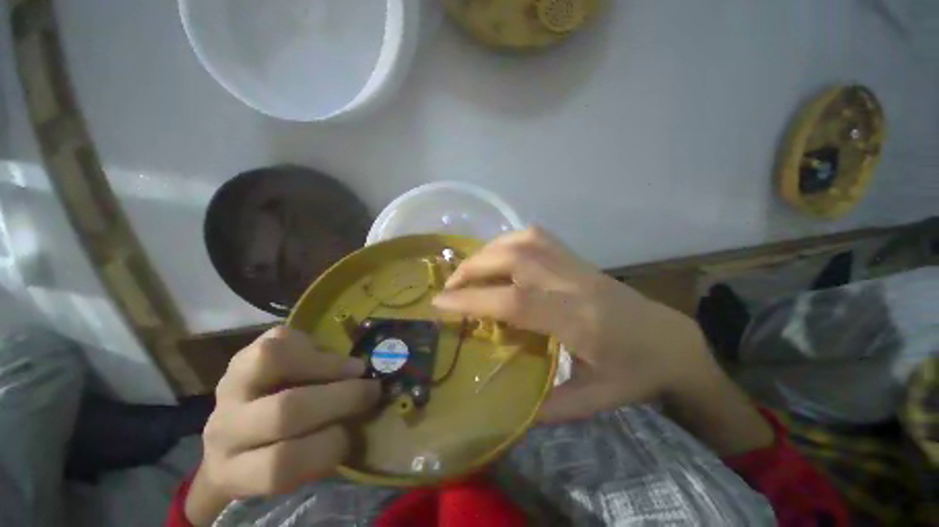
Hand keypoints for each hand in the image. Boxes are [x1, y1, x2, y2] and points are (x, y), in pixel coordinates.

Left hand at [185, 327, 379, 525]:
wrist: (238, 432)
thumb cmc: (278, 454)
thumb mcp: (296, 467)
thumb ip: (323, 449)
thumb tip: (364, 416)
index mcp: (235, 471)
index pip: (280, 466)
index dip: (328, 447)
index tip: (352, 434)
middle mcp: (223, 430)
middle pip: (284, 411)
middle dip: (341, 397)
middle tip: (371, 390)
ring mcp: (229, 386)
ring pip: (275, 361)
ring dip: (327, 364)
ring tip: (354, 368)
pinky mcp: (242, 355)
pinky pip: (281, 340)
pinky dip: (314, 346)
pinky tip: (326, 356)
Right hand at [432, 227, 713, 422]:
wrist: (671, 341)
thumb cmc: (635, 373)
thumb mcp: (595, 401)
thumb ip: (549, 407)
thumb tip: (507, 411)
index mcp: (577, 320)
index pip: (514, 301)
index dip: (473, 300)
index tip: (440, 302)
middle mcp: (572, 282)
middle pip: (513, 259)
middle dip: (473, 269)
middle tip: (450, 287)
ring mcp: (575, 264)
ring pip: (523, 241)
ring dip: (488, 251)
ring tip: (470, 270)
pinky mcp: (577, 257)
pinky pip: (537, 236)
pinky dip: (509, 240)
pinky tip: (500, 255)